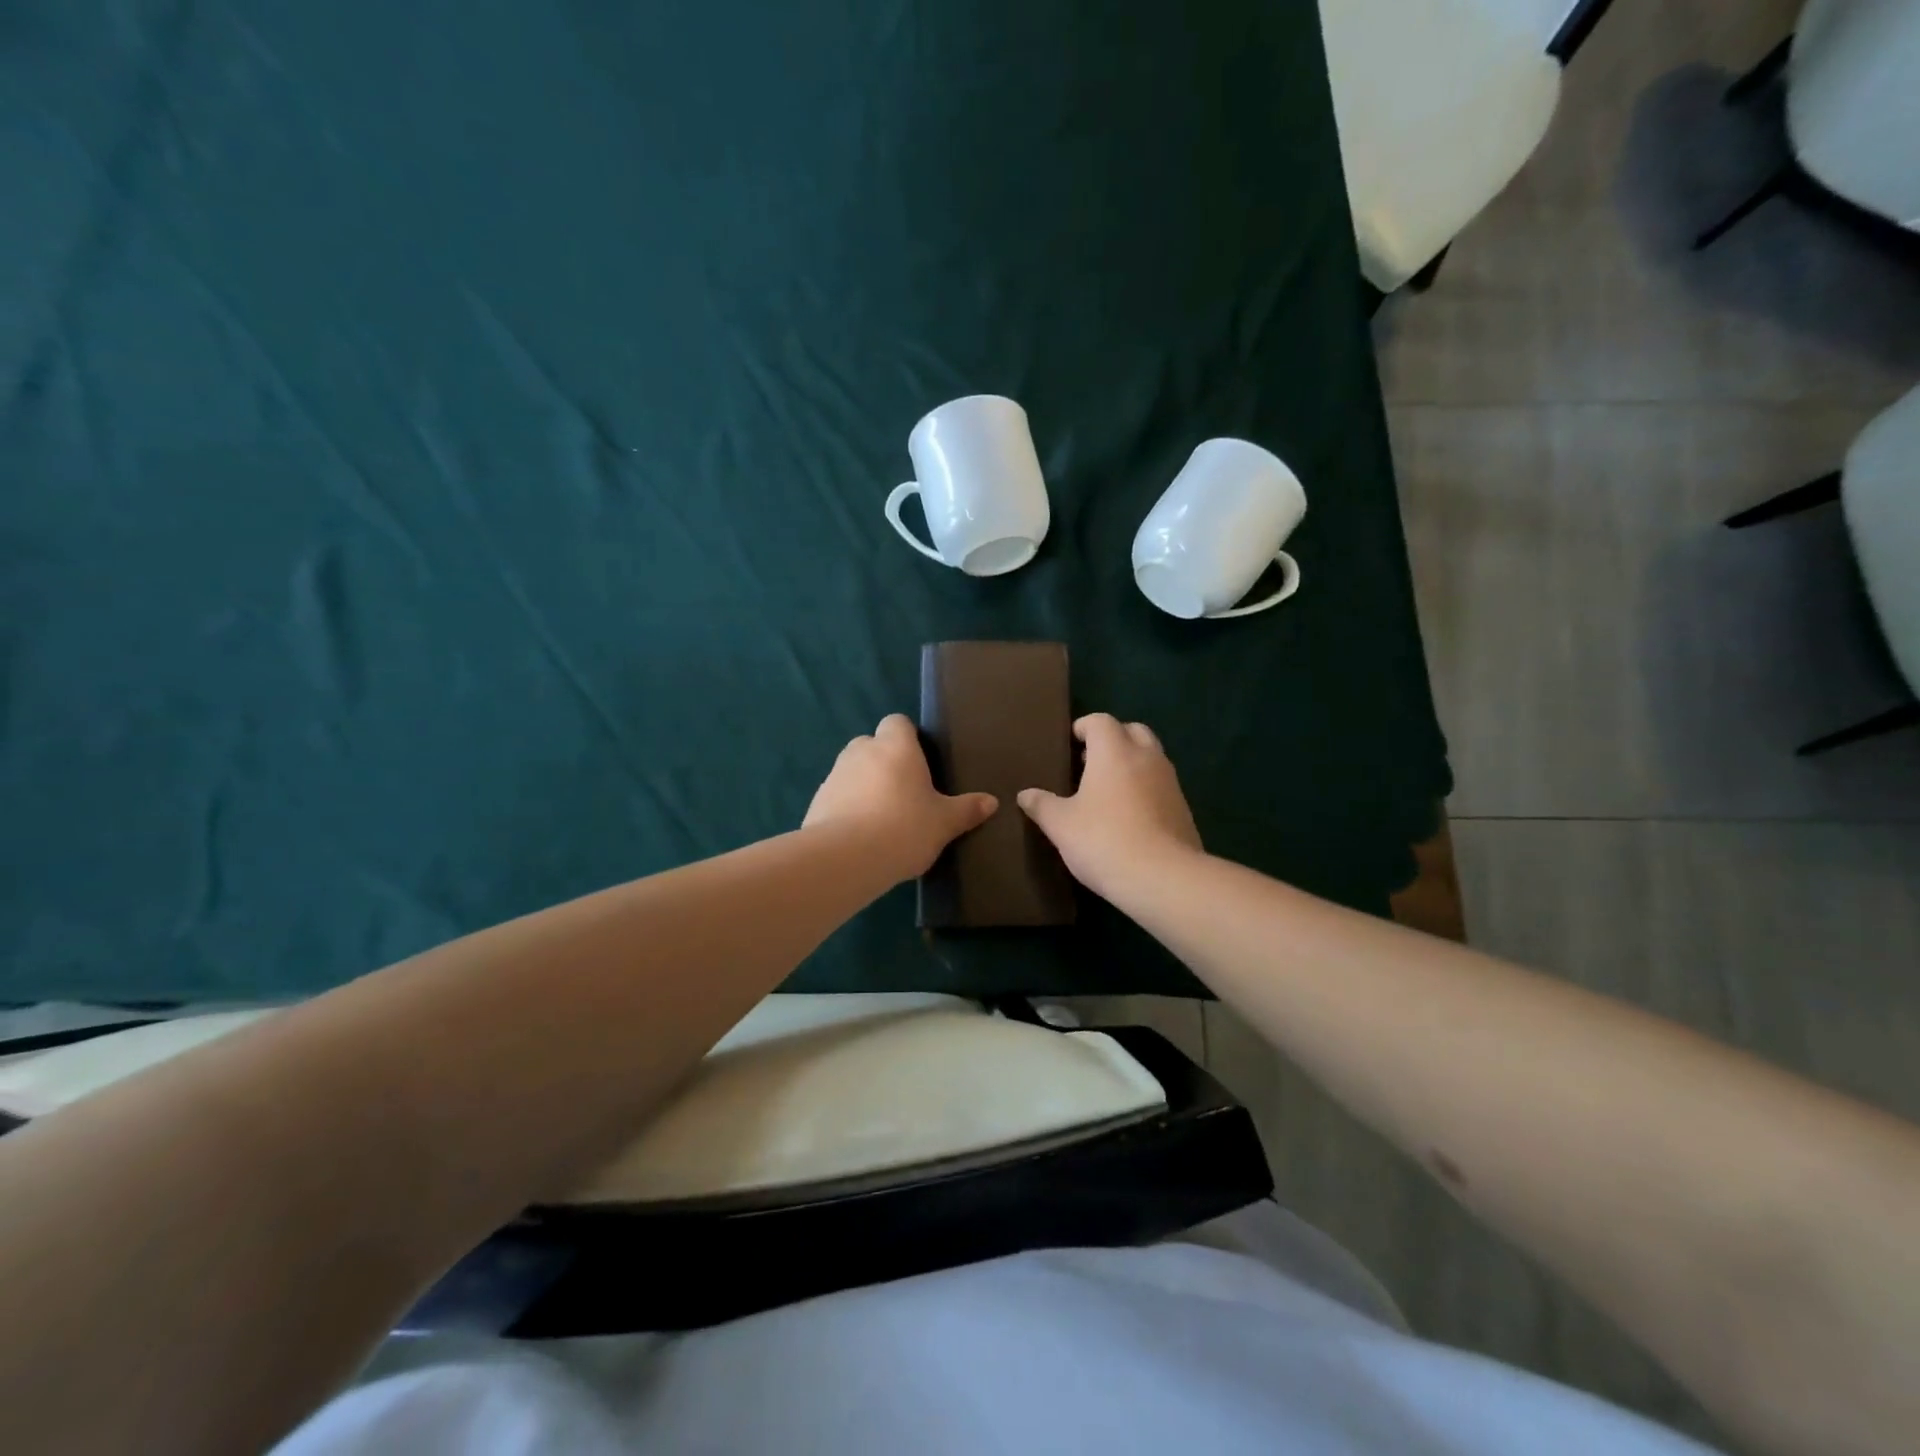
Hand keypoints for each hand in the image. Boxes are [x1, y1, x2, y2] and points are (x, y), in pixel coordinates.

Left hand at [804, 715, 998, 879]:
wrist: (846, 858)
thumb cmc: (904, 828)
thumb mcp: (944, 822)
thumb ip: (966, 810)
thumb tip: (991, 802)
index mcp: (896, 747)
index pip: (897, 722)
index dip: (907, 737)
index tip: (920, 761)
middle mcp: (862, 752)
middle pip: (872, 745)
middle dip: (885, 762)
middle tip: (904, 792)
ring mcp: (834, 775)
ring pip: (852, 771)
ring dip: (864, 785)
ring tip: (882, 818)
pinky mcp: (816, 801)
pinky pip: (837, 797)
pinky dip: (846, 808)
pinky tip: (860, 836)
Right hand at [1018, 713, 1202, 899]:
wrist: (1163, 878)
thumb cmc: (1103, 840)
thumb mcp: (1060, 825)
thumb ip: (1042, 805)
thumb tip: (1025, 795)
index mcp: (1114, 752)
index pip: (1100, 721)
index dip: (1083, 727)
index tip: (1069, 744)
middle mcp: (1146, 757)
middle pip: (1132, 730)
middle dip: (1112, 739)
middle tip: (1089, 762)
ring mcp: (1170, 782)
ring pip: (1151, 757)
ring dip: (1131, 763)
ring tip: (1107, 790)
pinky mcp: (1183, 808)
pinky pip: (1161, 784)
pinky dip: (1146, 788)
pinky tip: (1129, 815)